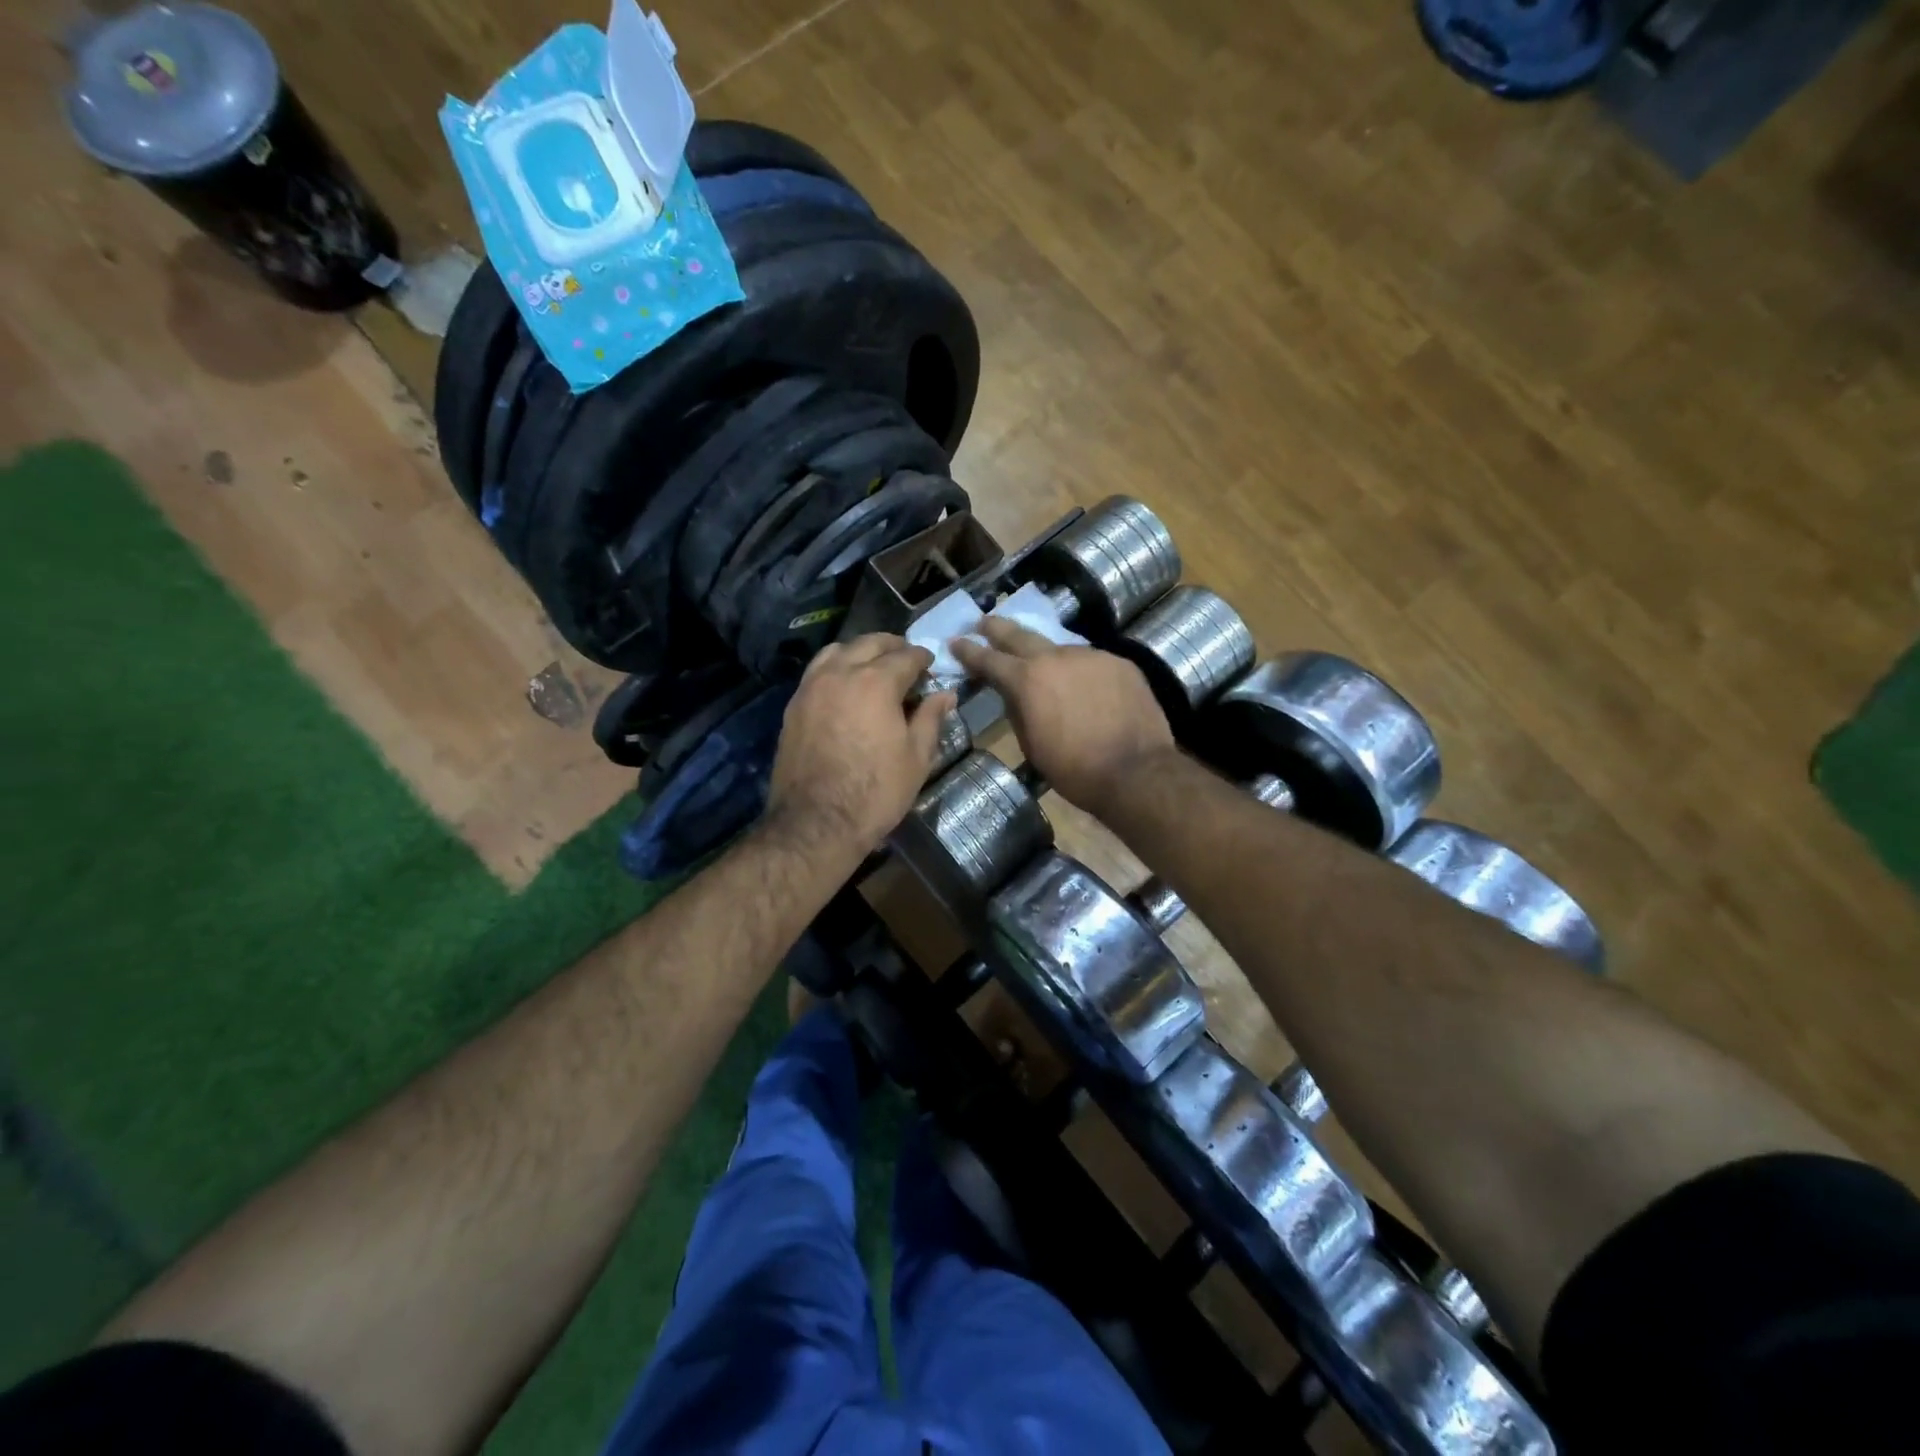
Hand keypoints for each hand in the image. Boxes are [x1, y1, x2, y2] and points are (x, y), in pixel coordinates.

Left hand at [766, 635, 957, 852]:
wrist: (816, 823)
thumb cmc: (876, 791)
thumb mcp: (916, 757)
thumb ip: (931, 718)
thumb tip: (945, 694)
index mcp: (876, 681)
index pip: (906, 656)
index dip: (923, 658)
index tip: (932, 666)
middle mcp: (840, 673)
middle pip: (869, 643)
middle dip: (892, 646)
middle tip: (907, 660)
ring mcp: (811, 687)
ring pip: (837, 651)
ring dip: (860, 652)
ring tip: (873, 668)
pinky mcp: (793, 706)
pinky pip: (817, 672)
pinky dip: (836, 669)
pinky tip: (846, 688)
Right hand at [951, 619, 1174, 811]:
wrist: (1137, 771)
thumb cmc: (1075, 770)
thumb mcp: (1032, 746)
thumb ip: (1018, 711)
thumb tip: (1016, 695)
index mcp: (1027, 680)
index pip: (989, 659)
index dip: (968, 651)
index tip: (956, 642)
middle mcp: (1056, 657)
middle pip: (1020, 634)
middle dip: (998, 628)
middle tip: (983, 623)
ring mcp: (1091, 656)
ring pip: (1060, 649)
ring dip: (1046, 655)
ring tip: (1042, 665)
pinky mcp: (1120, 663)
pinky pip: (1090, 661)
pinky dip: (1079, 671)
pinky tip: (1084, 686)